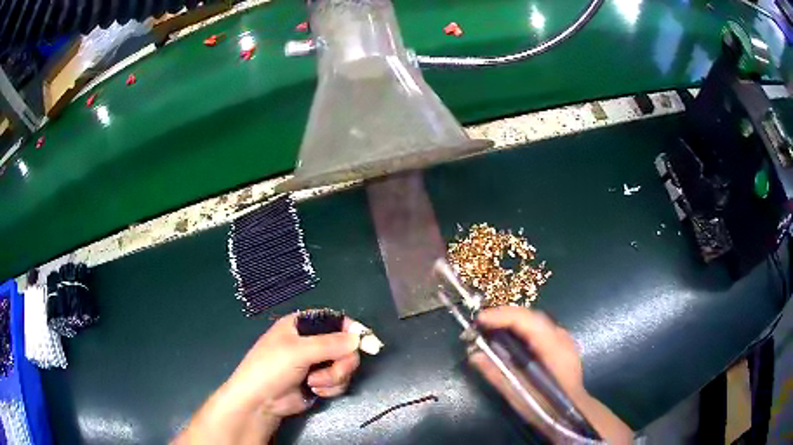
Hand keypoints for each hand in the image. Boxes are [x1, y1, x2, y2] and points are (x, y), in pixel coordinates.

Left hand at [230, 313, 360, 413]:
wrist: (260, 402)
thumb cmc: (271, 368)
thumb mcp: (298, 351)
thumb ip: (330, 344)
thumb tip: (358, 338)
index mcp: (302, 325)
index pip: (335, 320)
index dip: (353, 330)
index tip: (369, 344)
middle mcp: (312, 342)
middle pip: (346, 346)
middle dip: (342, 362)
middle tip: (334, 371)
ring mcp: (317, 363)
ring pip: (345, 366)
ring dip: (334, 377)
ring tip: (314, 383)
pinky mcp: (321, 381)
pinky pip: (340, 381)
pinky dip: (331, 387)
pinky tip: (315, 390)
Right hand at [470, 306, 632, 443]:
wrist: (573, 414)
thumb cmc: (546, 407)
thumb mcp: (519, 394)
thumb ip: (497, 373)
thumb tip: (473, 355)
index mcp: (554, 348)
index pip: (528, 321)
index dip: (502, 316)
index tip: (479, 320)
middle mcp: (561, 337)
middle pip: (531, 316)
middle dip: (504, 316)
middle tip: (480, 324)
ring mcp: (564, 339)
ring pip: (535, 321)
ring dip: (512, 321)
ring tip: (490, 328)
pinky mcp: (561, 344)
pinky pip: (539, 329)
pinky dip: (521, 329)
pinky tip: (509, 339)